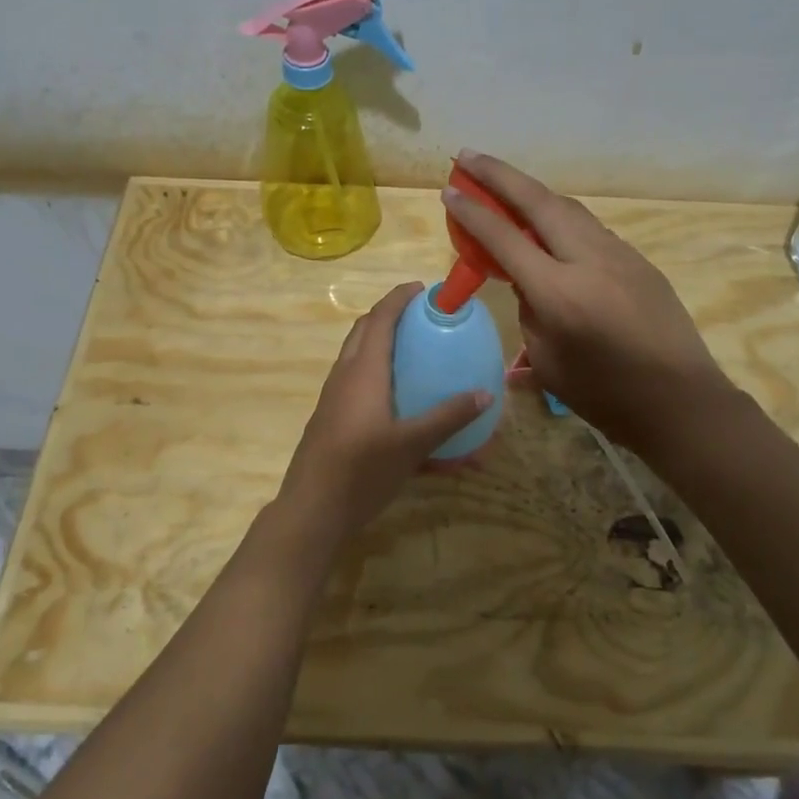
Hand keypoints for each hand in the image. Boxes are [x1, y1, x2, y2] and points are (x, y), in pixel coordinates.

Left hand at [274, 283, 489, 537]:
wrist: (312, 510)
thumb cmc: (362, 471)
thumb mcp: (412, 445)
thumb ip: (448, 417)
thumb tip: (486, 394)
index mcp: (363, 371)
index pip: (380, 319)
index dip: (398, 298)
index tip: (422, 288)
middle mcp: (344, 376)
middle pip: (364, 331)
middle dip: (389, 316)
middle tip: (420, 318)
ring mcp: (333, 398)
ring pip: (356, 357)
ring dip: (380, 344)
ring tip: (413, 352)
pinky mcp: (330, 419)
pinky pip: (355, 383)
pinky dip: (376, 375)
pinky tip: (398, 401)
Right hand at [442, 150, 733, 457]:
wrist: (681, 401)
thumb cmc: (605, 396)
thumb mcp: (548, 361)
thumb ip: (530, 312)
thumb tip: (527, 282)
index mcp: (559, 292)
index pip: (505, 238)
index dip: (473, 212)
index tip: (449, 189)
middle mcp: (588, 259)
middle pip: (538, 201)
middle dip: (500, 174)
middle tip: (469, 156)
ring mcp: (618, 254)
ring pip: (568, 208)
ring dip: (532, 191)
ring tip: (503, 181)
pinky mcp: (637, 260)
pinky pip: (589, 227)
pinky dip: (560, 216)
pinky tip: (548, 223)